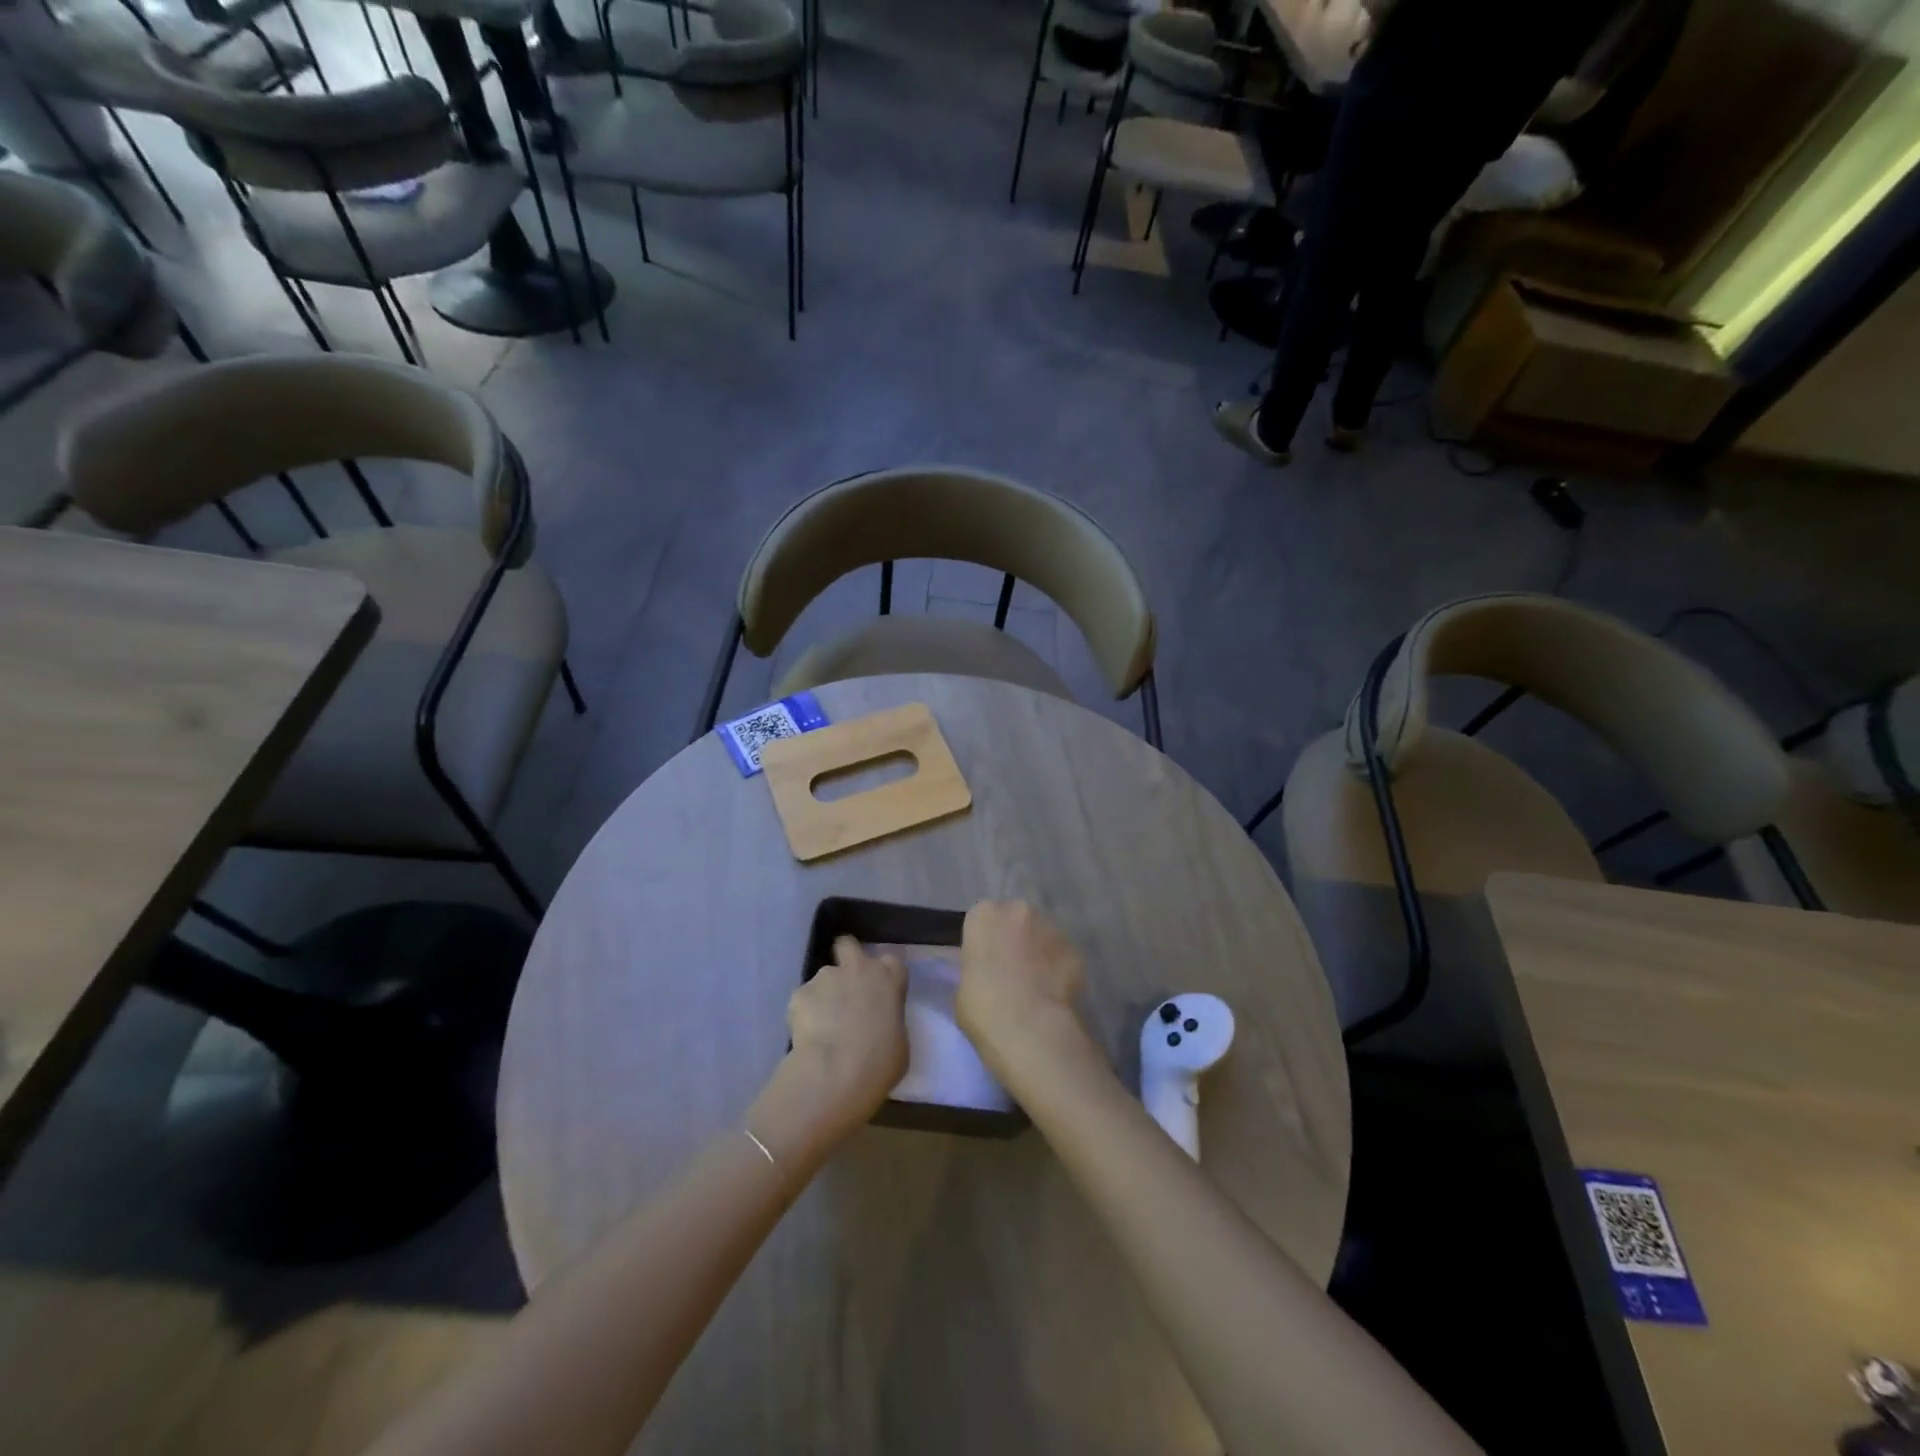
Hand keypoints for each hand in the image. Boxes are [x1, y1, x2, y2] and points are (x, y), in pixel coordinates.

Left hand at [747, 938, 906, 1167]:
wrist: (837, 1071)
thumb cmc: (880, 1061)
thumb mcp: (899, 1042)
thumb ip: (889, 1021)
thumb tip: (877, 1023)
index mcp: (889, 980)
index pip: (890, 961)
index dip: (882, 973)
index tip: (878, 989)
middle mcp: (858, 969)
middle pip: (848, 945)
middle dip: (844, 956)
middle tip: (844, 984)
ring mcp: (826, 977)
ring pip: (823, 978)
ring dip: (823, 995)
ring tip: (821, 1026)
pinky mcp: (799, 993)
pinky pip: (803, 1000)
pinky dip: (804, 1014)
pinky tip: (806, 1037)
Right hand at [957, 900, 1088, 1078]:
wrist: (1028, 1028)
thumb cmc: (982, 1008)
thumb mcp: (963, 985)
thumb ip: (976, 967)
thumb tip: (986, 971)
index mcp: (984, 915)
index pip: (983, 918)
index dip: (986, 940)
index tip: (986, 961)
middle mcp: (1018, 911)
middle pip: (1016, 919)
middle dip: (1015, 938)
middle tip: (1011, 970)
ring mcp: (1051, 927)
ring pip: (1043, 935)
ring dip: (1039, 952)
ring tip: (1035, 985)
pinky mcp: (1075, 949)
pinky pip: (1063, 956)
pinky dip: (1059, 970)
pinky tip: (1053, 995)